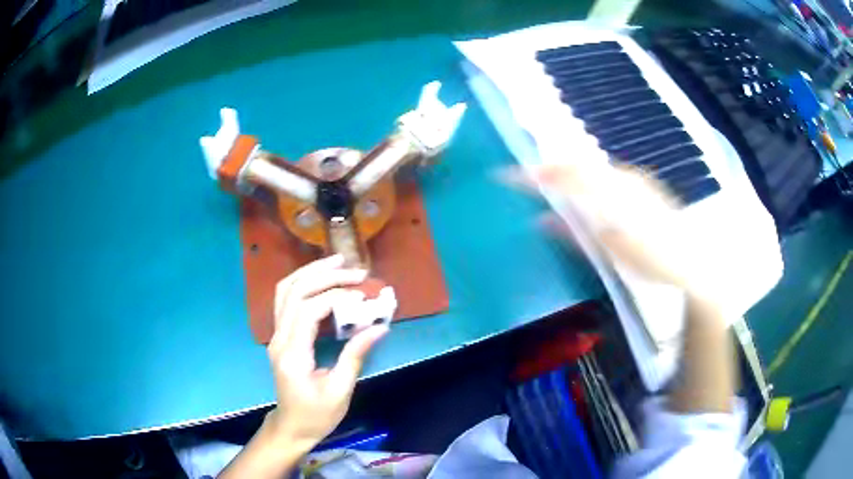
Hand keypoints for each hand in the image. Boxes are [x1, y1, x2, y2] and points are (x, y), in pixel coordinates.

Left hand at [265, 255, 388, 452]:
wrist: (292, 426)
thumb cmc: (317, 415)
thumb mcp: (340, 391)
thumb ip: (356, 356)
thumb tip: (379, 327)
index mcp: (292, 355)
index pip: (309, 312)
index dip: (336, 298)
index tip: (363, 298)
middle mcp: (279, 338)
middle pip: (294, 292)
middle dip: (325, 276)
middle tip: (356, 272)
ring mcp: (276, 335)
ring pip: (286, 290)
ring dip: (311, 272)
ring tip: (338, 261)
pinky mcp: (280, 335)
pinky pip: (286, 299)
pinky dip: (303, 282)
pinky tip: (322, 278)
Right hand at [505, 162, 713, 295]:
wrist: (691, 258)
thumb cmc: (652, 261)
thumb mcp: (612, 253)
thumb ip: (577, 233)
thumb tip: (542, 219)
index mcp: (614, 195)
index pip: (569, 177)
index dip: (538, 174)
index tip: (511, 175)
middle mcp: (623, 178)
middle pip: (579, 164)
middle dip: (550, 167)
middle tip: (526, 175)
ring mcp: (634, 178)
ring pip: (594, 167)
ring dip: (569, 170)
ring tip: (549, 179)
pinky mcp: (642, 183)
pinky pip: (607, 173)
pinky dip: (589, 177)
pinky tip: (586, 189)